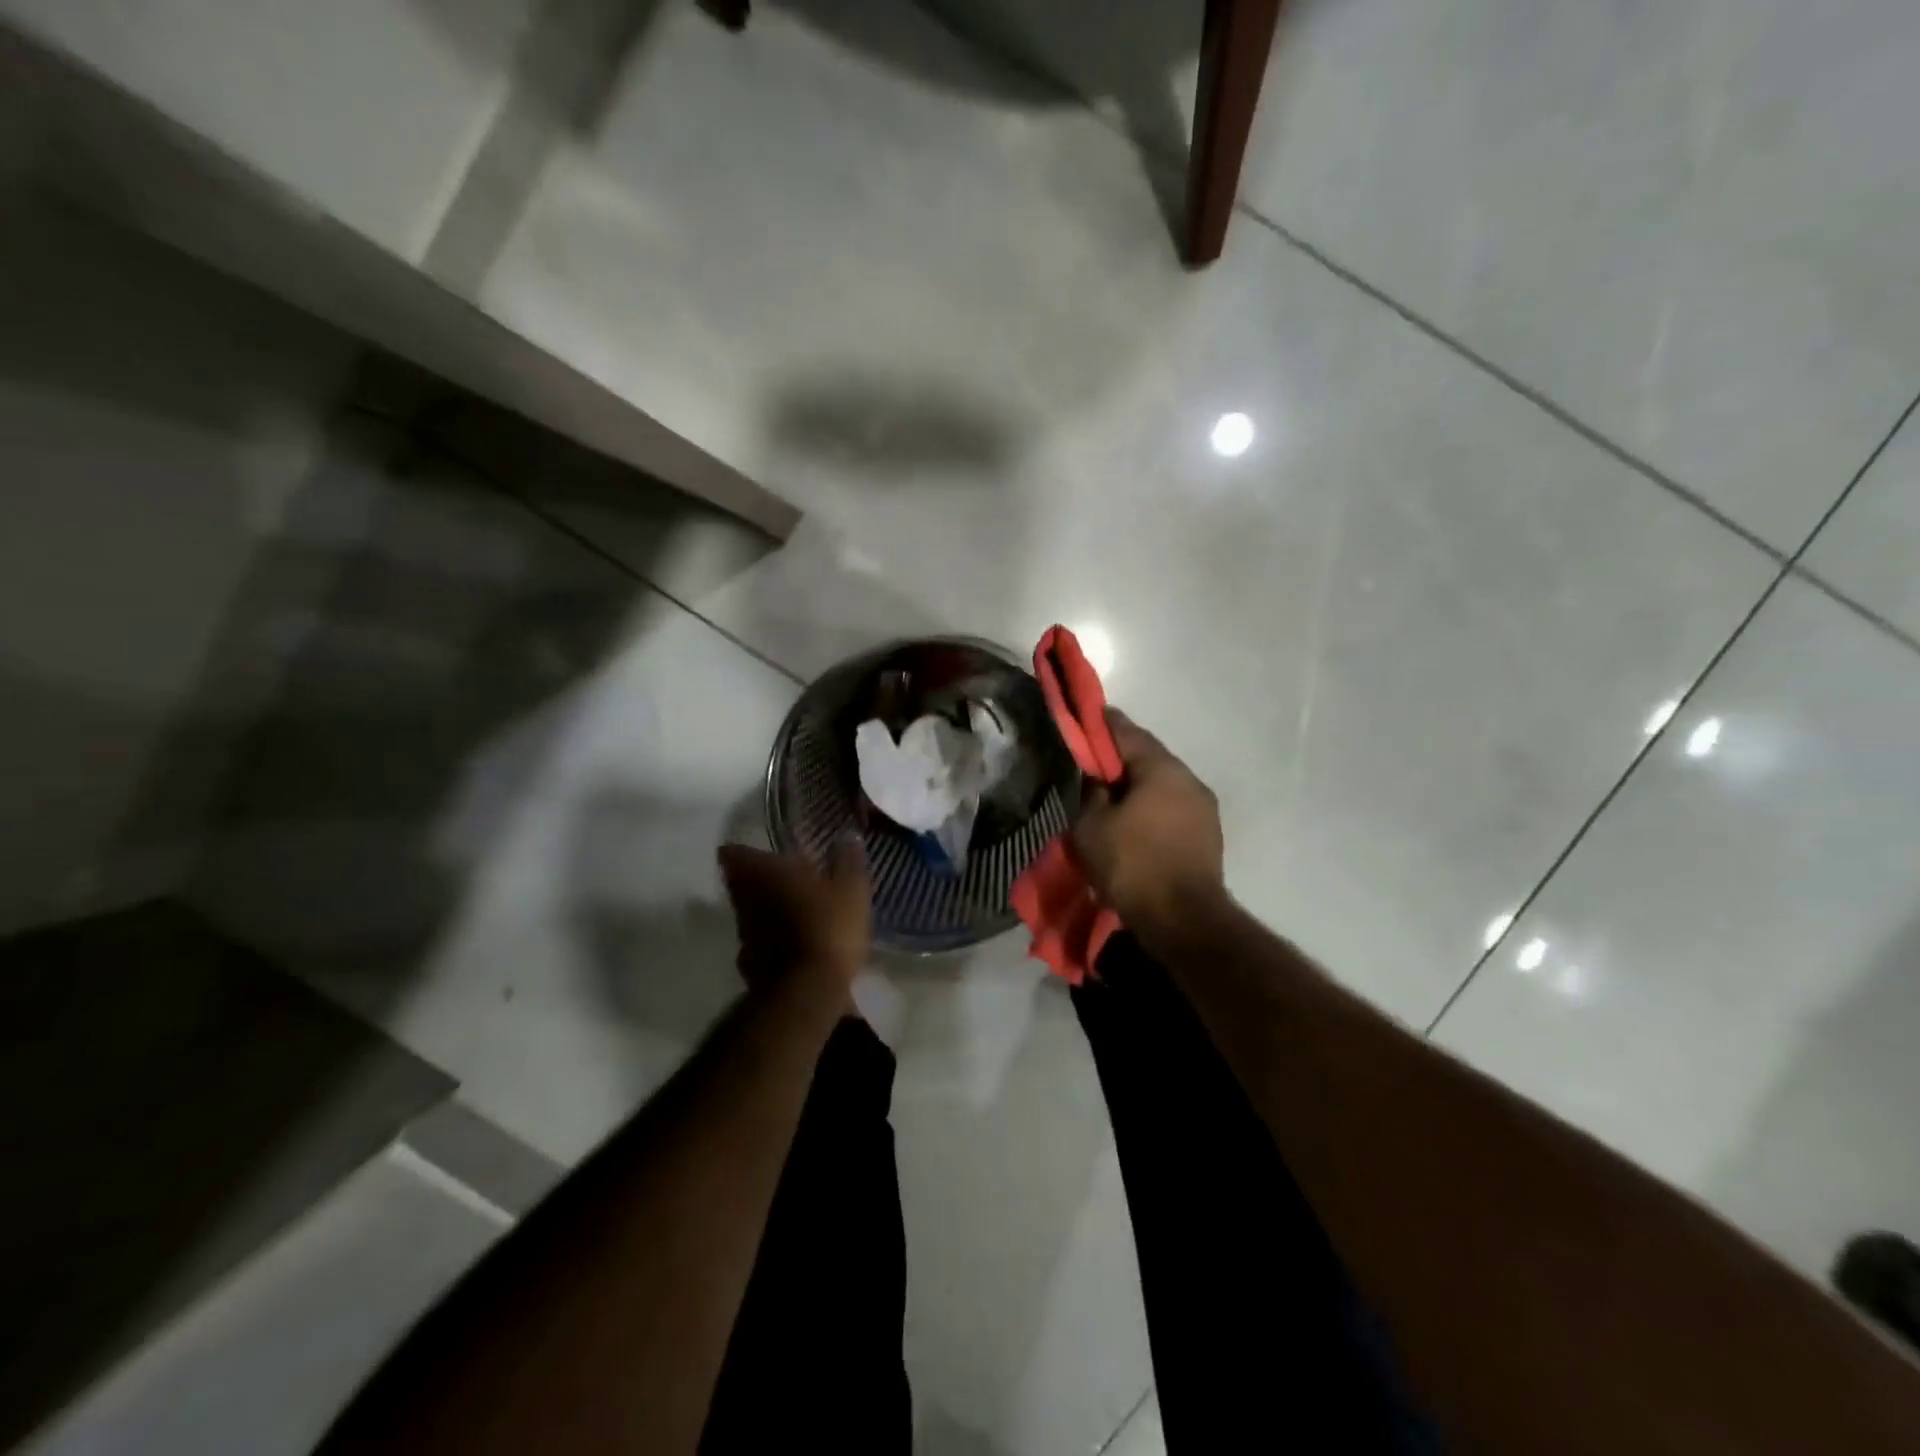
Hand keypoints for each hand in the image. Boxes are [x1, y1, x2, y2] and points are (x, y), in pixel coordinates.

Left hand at [717, 840, 870, 999]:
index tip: (755, 851)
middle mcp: (747, 900)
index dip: (741, 850)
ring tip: (788, 910)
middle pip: (738, 884)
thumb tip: (846, 835)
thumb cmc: (828, 926)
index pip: (735, 853)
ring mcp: (745, 935)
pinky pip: (758, 944)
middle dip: (753, 879)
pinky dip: (769, 941)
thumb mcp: (851, 888)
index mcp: (766, 874)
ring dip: (763, 910)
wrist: (807, 992)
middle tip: (777, 877)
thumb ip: (847, 859)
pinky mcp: (750, 966)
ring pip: (748, 914)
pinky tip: (790, 944)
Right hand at [1072, 709, 1226, 941]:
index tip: (1087, 715)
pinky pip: (1172, 808)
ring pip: (1163, 784)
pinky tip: (1135, 823)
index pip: (1127, 732)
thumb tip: (1099, 780)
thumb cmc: (1132, 865)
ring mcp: (1204, 808)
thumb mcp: (1092, 827)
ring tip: (1113, 799)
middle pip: (1149, 757)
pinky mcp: (1208, 835)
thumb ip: (1092, 793)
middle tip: (1094, 764)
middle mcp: (1189, 780)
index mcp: (1161, 769)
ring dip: (1138, 786)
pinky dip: (1152, 808)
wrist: (1183, 920)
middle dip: (1121, 758)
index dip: (1103, 723)